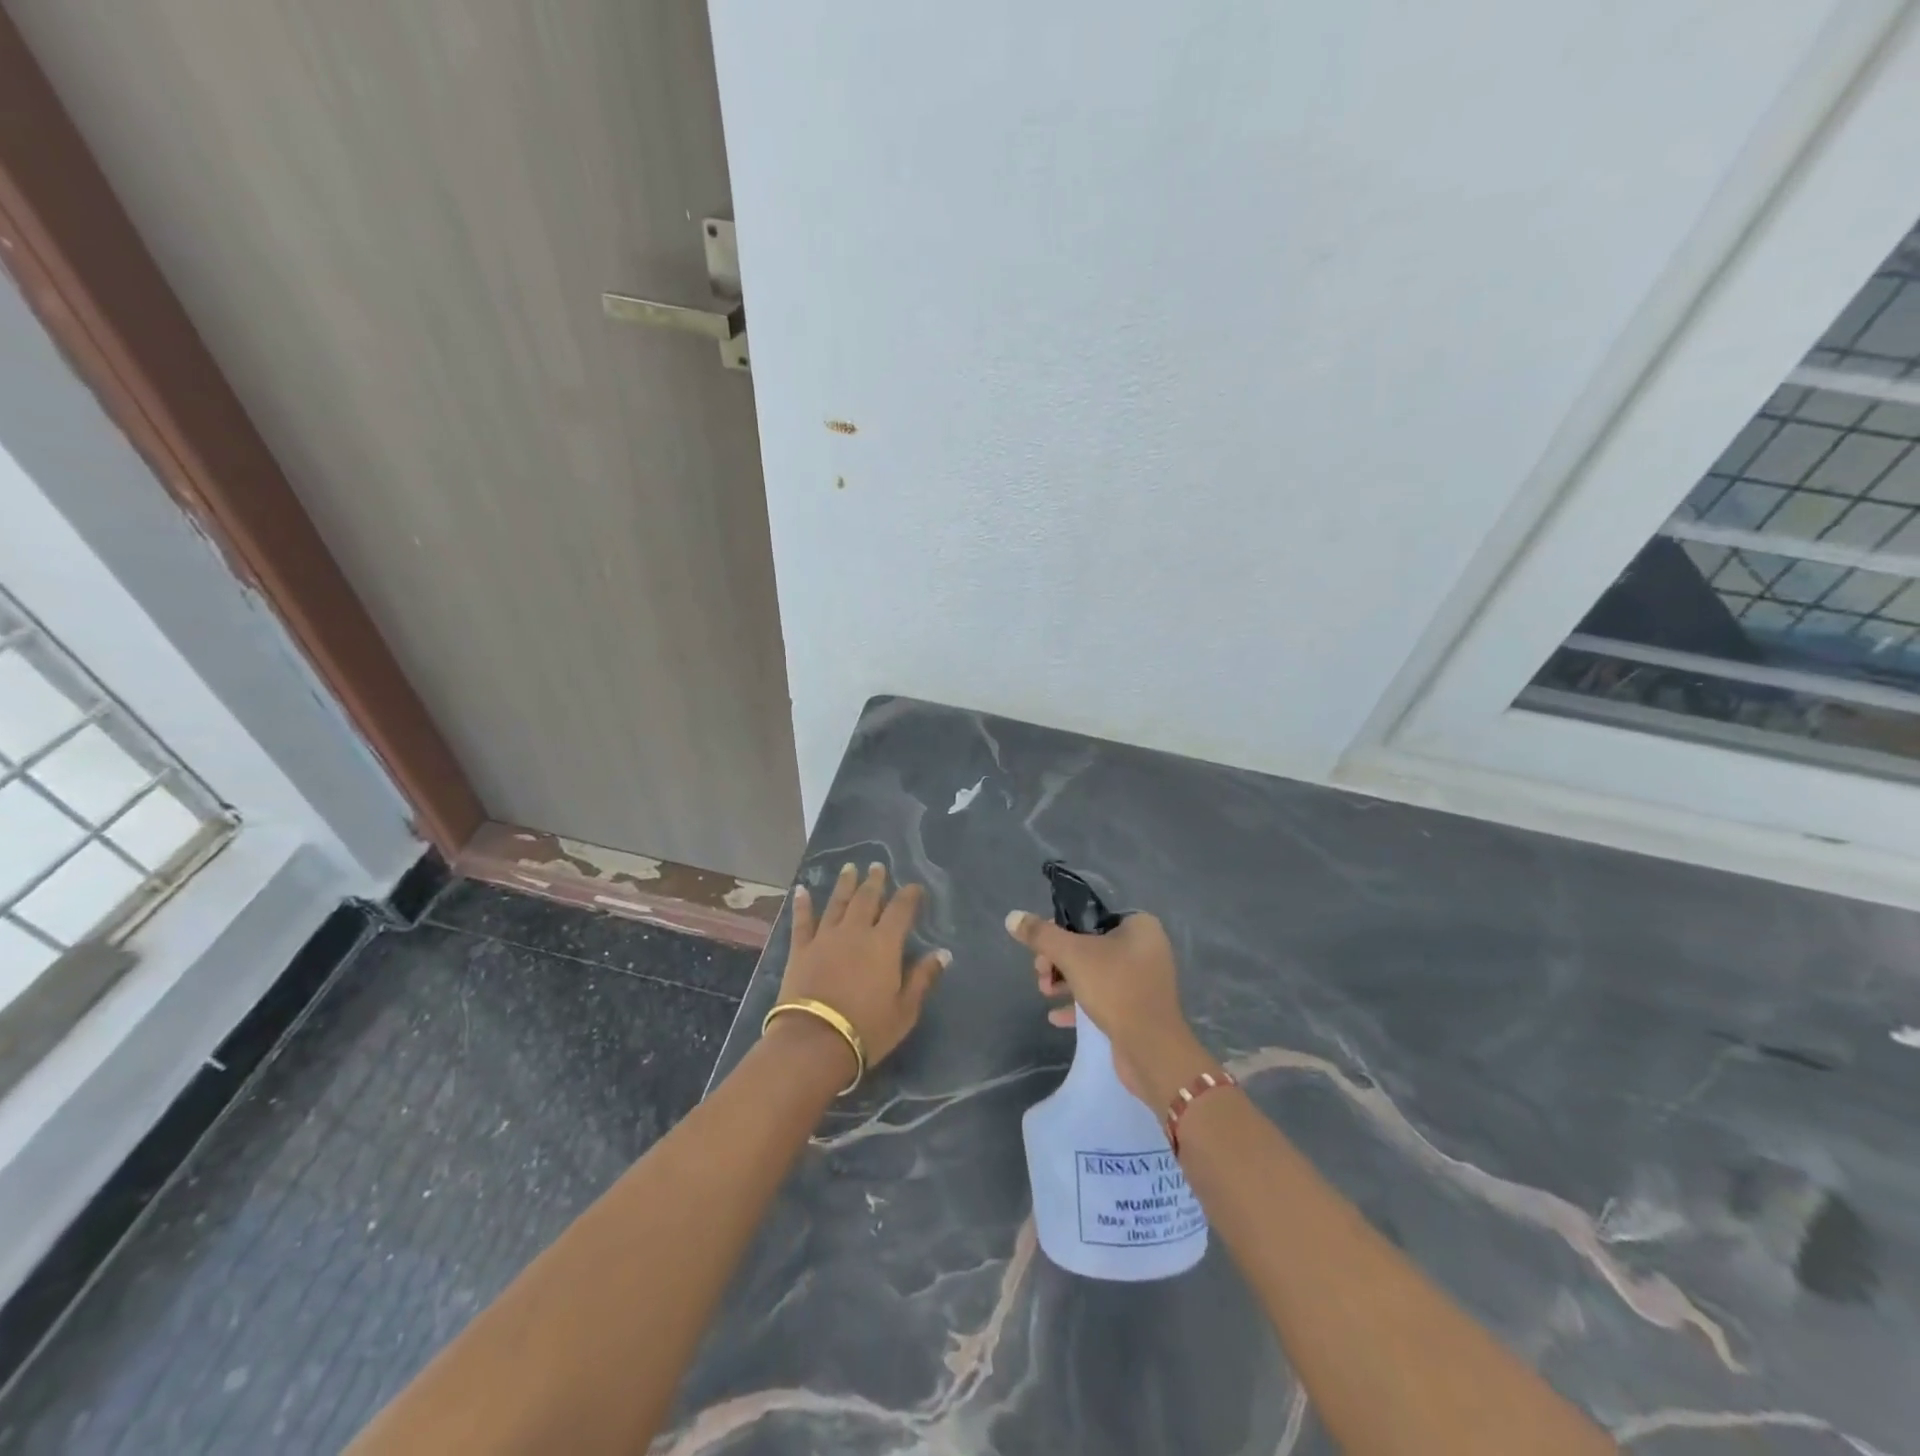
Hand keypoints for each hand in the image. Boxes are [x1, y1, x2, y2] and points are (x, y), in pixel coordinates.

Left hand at [775, 863, 949, 1082]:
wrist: (814, 1041)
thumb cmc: (867, 1028)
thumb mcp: (905, 1010)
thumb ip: (923, 978)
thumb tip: (943, 953)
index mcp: (885, 943)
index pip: (901, 910)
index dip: (910, 895)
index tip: (915, 887)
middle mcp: (856, 931)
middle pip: (867, 899)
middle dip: (874, 881)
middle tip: (877, 866)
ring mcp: (825, 937)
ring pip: (837, 903)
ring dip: (844, 884)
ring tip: (849, 868)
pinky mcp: (801, 949)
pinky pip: (802, 921)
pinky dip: (803, 904)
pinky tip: (801, 890)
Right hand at [1005, 908, 1216, 1106]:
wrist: (1152, 1050)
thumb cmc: (1115, 989)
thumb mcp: (1072, 955)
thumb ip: (1041, 935)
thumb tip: (1012, 917)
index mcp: (1139, 926)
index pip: (1090, 916)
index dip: (1061, 929)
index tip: (1040, 947)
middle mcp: (1146, 948)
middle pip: (1089, 944)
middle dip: (1058, 960)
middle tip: (1040, 974)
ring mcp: (1143, 980)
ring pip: (1094, 972)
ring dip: (1065, 981)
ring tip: (1044, 993)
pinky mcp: (1138, 1008)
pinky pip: (1104, 997)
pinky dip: (1080, 1002)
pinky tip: (1056, 1017)